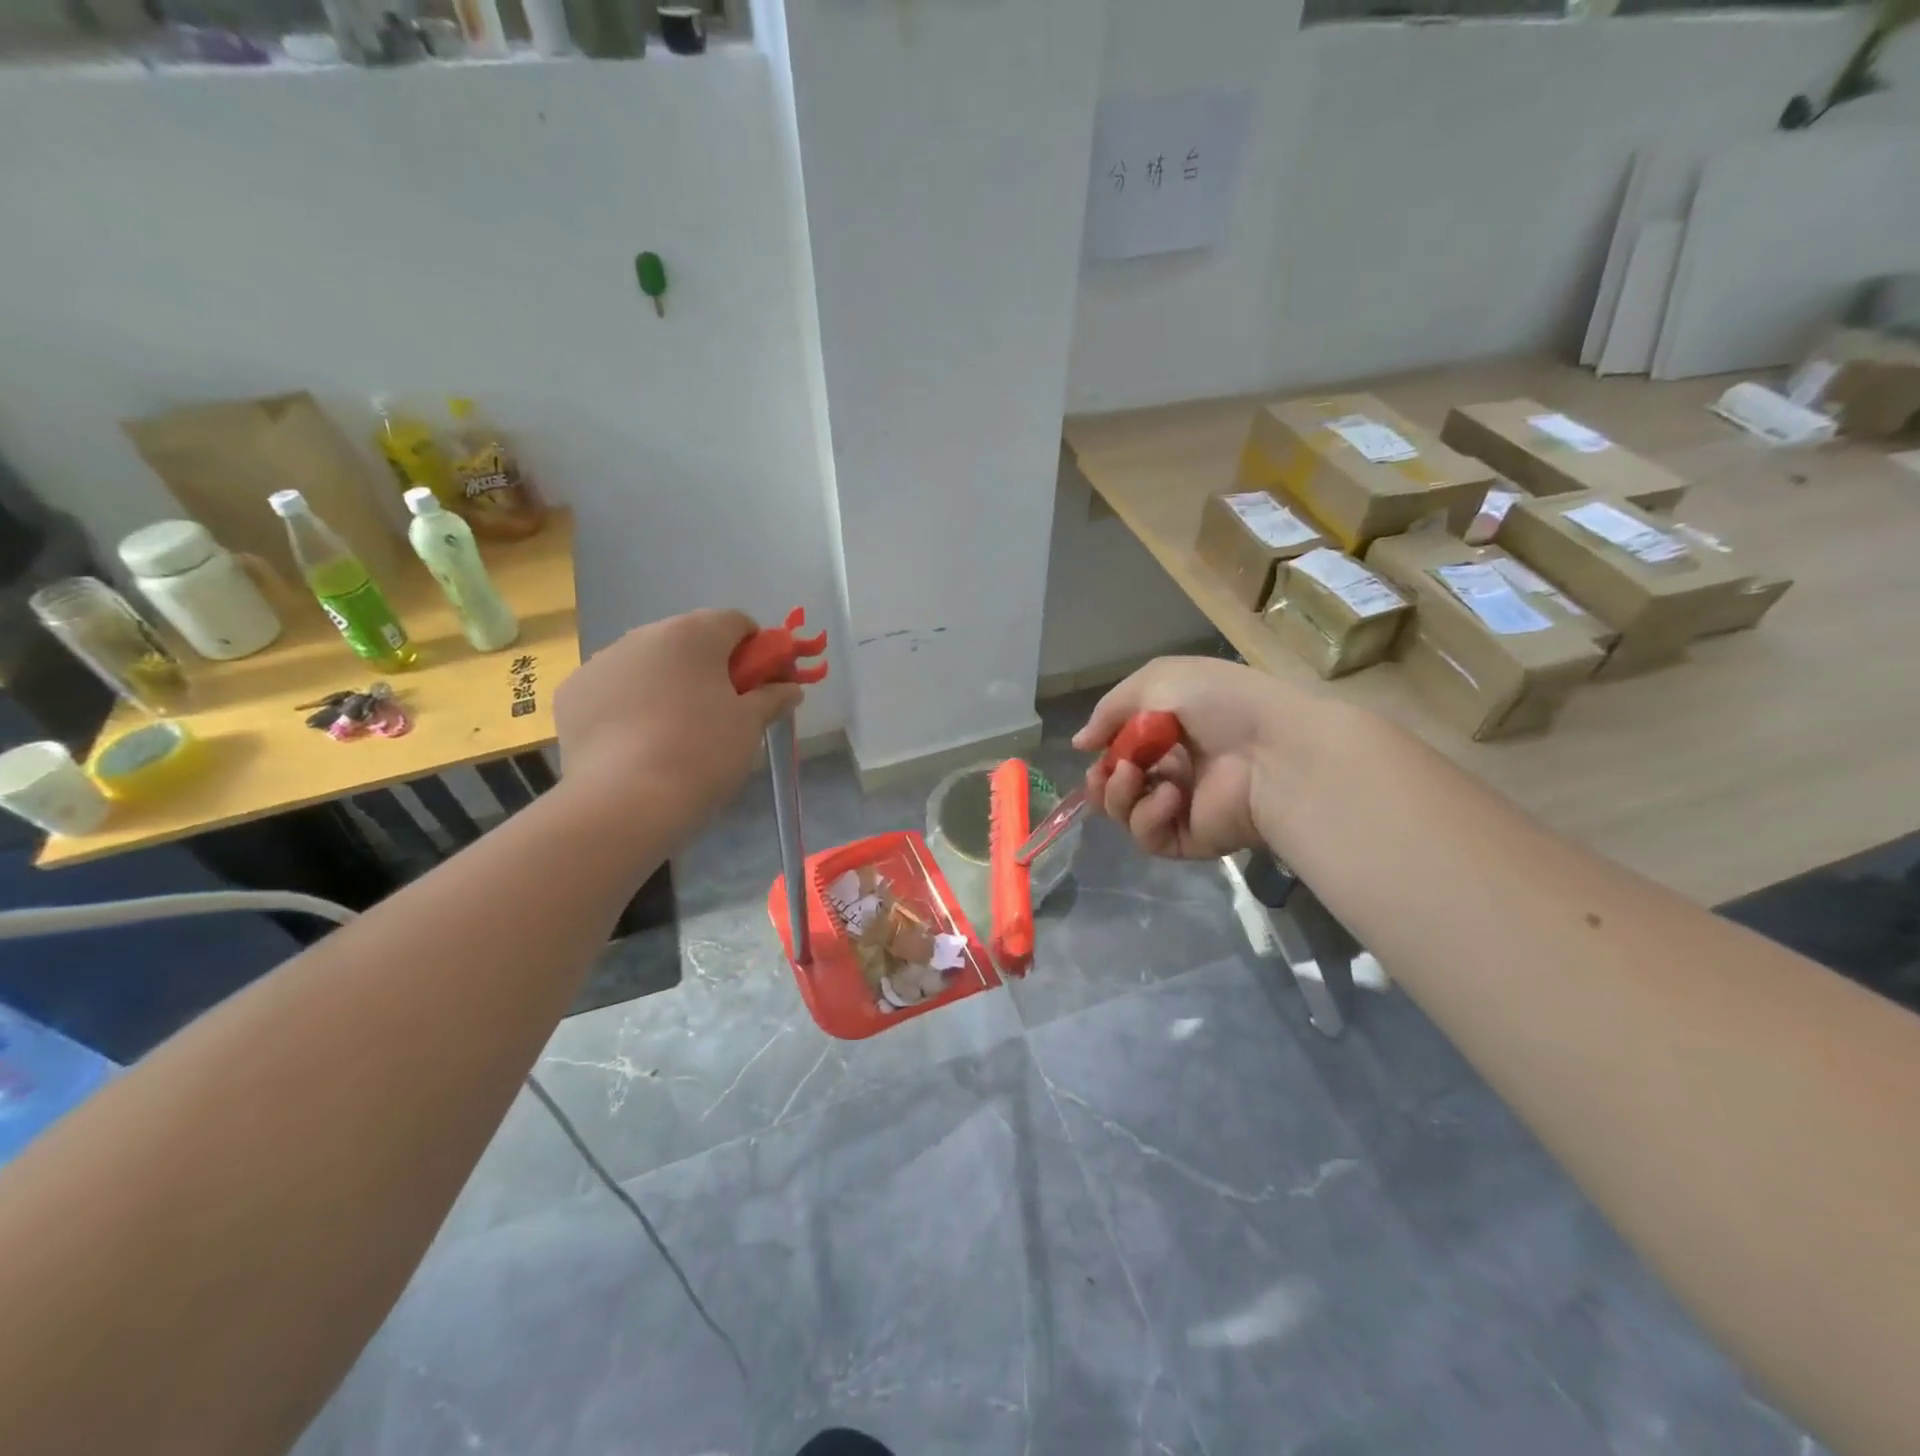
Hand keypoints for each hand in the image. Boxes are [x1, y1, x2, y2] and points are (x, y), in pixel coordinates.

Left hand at [554, 609, 802, 834]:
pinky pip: (614, 688)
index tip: (765, 685)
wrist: (626, 802)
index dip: (759, 651)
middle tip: (725, 710)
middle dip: (712, 667)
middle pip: (690, 640)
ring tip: (677, 731)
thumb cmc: (702, 752)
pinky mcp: (572, 693)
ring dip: (669, 682)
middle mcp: (644, 635)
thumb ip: (773, 698)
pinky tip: (638, 741)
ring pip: (649, 663)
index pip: (737, 622)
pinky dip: (631, 703)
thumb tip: (790, 689)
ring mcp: (602, 662)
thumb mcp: (750, 726)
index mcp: (693, 634)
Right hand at [1075, 657, 1307, 859]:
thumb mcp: (1156, 681)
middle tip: (1103, 773)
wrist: (1274, 750)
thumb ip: (1109, 709)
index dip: (1103, 750)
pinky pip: (1148, 836)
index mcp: (1170, 731)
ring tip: (1132, 777)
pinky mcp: (1189, 839)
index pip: (1122, 748)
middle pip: (1116, 785)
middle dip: (1100, 779)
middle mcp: (1174, 769)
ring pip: (1124, 813)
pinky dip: (1147, 816)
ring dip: (1117, 794)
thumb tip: (1079, 744)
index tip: (1092, 747)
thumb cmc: (1219, 704)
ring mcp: (1181, 807)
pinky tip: (1169, 797)